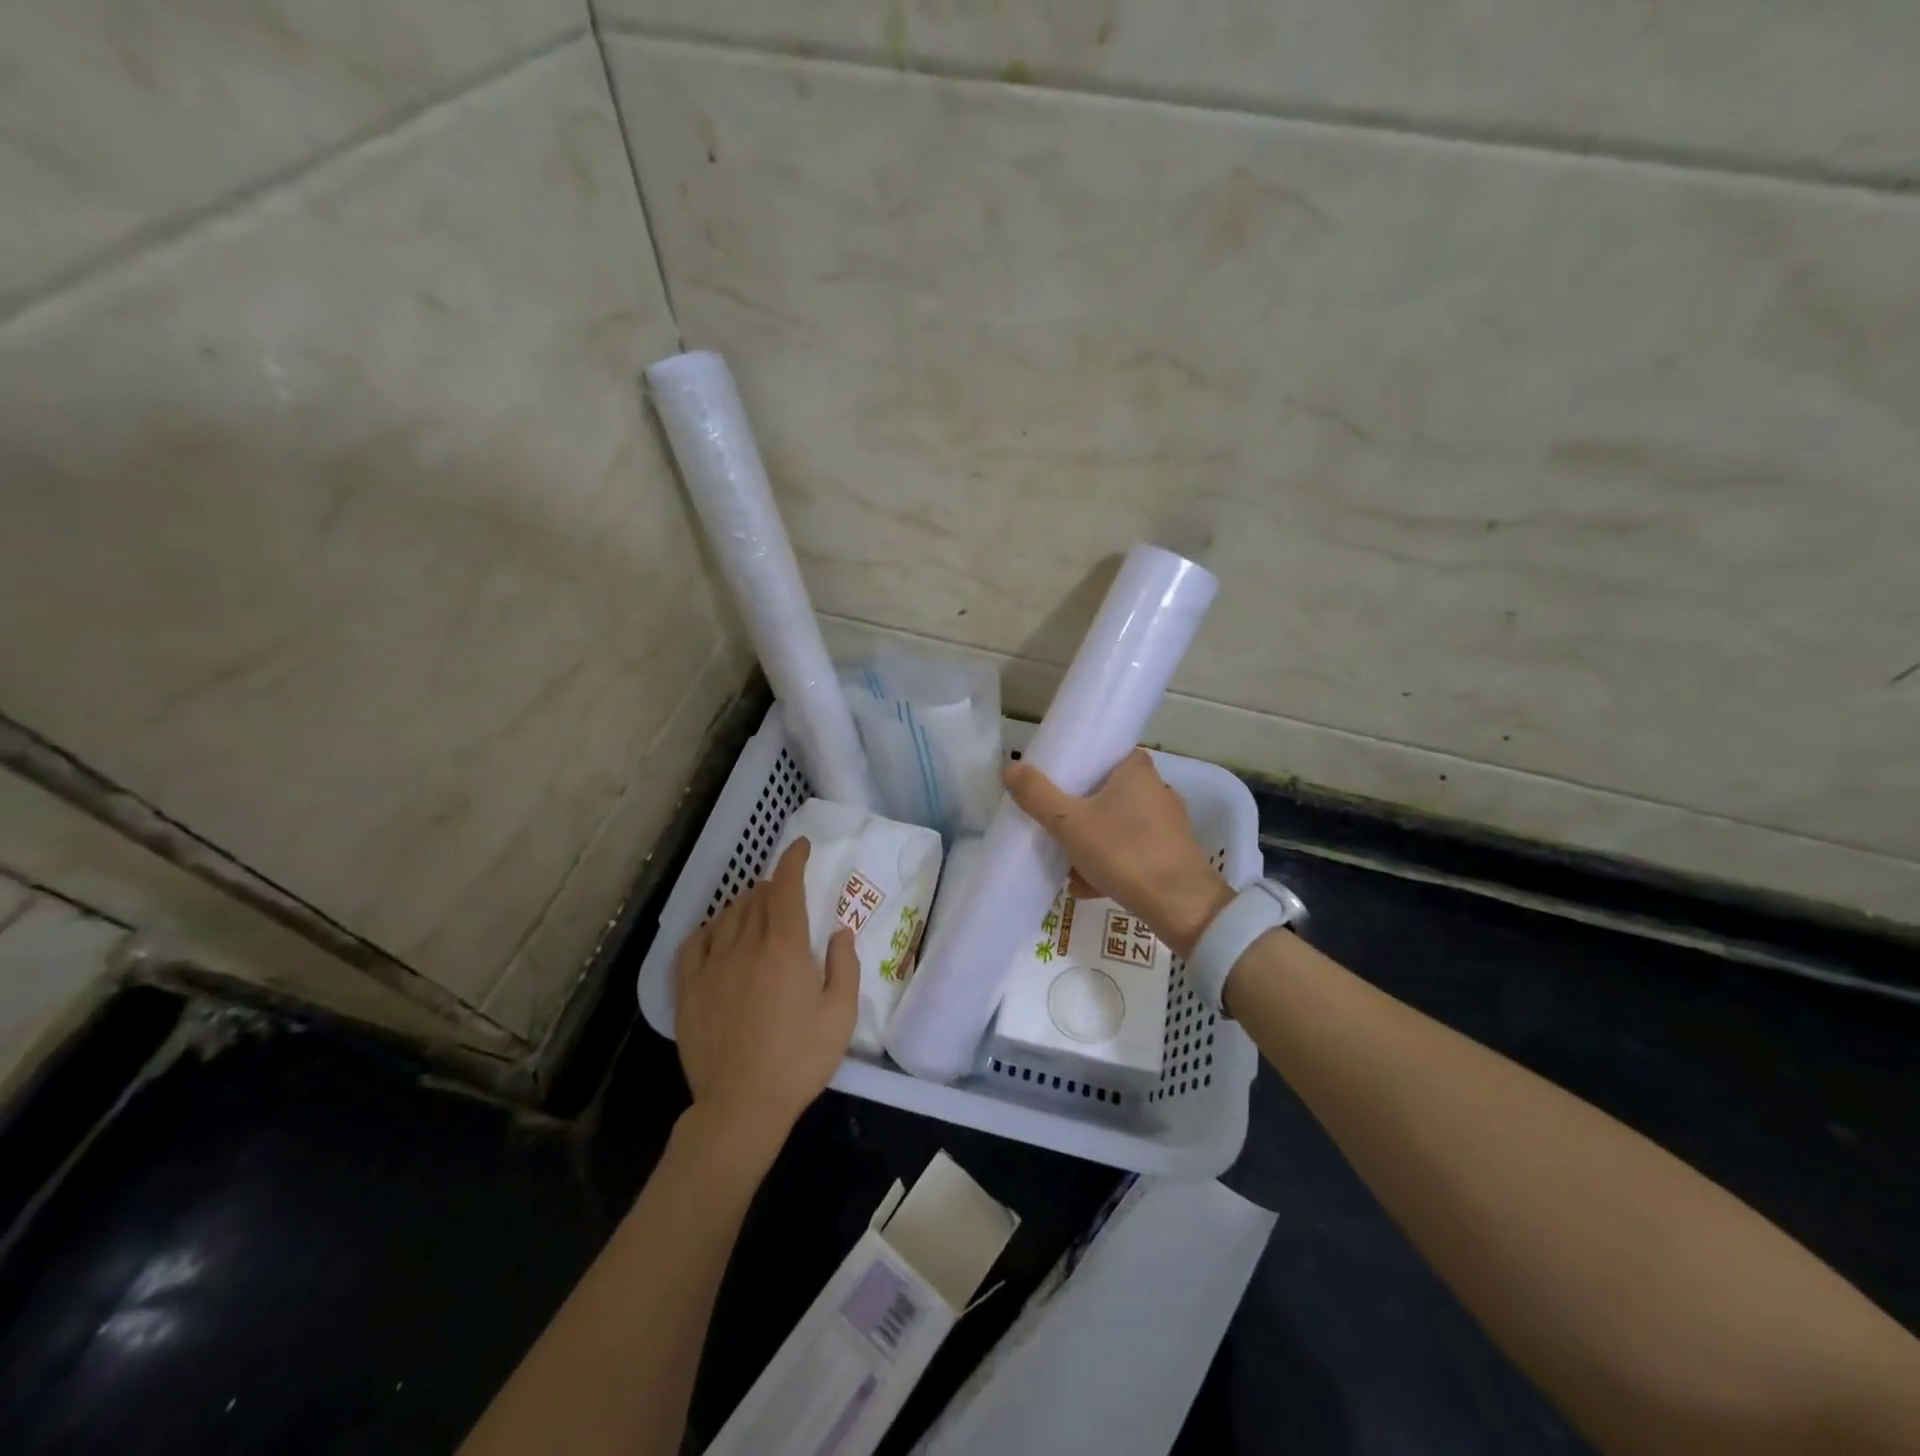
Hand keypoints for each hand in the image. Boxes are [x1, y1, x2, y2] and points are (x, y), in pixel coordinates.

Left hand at [673, 839, 857, 1164]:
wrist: (741, 1106)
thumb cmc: (799, 1060)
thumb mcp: (840, 1015)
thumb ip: (844, 966)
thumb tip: (839, 932)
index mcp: (784, 948)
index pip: (785, 888)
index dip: (793, 861)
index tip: (799, 846)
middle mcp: (744, 946)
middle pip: (756, 899)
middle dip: (773, 886)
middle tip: (786, 890)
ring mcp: (711, 966)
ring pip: (727, 916)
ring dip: (745, 903)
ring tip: (757, 909)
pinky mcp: (688, 989)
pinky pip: (695, 942)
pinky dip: (711, 927)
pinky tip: (719, 932)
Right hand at [1005, 749, 1234, 958]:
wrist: (1180, 907)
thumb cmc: (1123, 852)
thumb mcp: (1069, 824)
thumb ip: (1038, 796)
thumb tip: (1011, 767)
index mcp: (1136, 770)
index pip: (1104, 754)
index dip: (1078, 767)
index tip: (1056, 785)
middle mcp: (1157, 790)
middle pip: (1106, 793)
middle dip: (1079, 815)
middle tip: (1056, 831)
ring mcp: (1168, 824)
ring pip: (1117, 826)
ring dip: (1092, 844)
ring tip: (1068, 868)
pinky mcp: (1174, 854)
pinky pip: (1132, 851)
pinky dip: (1111, 864)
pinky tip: (1089, 887)